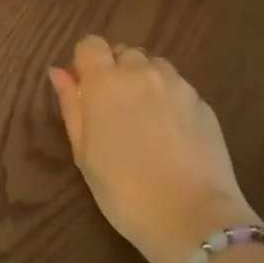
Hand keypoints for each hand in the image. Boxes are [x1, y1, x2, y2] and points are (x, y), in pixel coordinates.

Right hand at [49, 37, 262, 262]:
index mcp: (106, 82)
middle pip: (124, 53)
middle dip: (116, 72)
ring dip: (145, 82)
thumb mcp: (84, 153)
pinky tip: (171, 136)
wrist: (192, 217)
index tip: (85, 91)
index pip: (90, 44)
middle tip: (114, 113)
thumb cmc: (124, 191)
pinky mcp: (203, 103)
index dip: (85, 63)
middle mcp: (143, 73)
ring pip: (154, 67)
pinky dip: (169, 100)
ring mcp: (178, 86)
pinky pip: (179, 88)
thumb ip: (71, 106)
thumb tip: (60, 72)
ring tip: (145, 121)